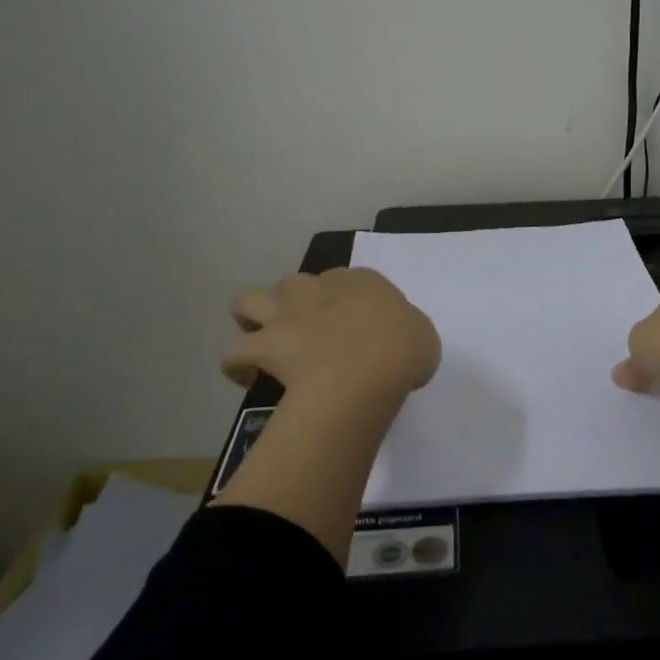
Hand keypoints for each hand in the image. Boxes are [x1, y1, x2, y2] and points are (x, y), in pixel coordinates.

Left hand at [222, 268, 439, 398]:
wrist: (366, 371)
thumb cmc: (403, 351)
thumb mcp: (423, 338)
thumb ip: (405, 333)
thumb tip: (395, 345)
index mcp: (362, 282)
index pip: (346, 281)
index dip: (345, 303)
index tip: (352, 329)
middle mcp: (319, 289)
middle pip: (295, 284)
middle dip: (294, 303)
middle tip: (307, 333)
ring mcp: (287, 315)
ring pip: (248, 299)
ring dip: (251, 316)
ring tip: (262, 337)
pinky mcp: (264, 346)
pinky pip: (235, 353)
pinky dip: (238, 364)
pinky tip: (248, 377)